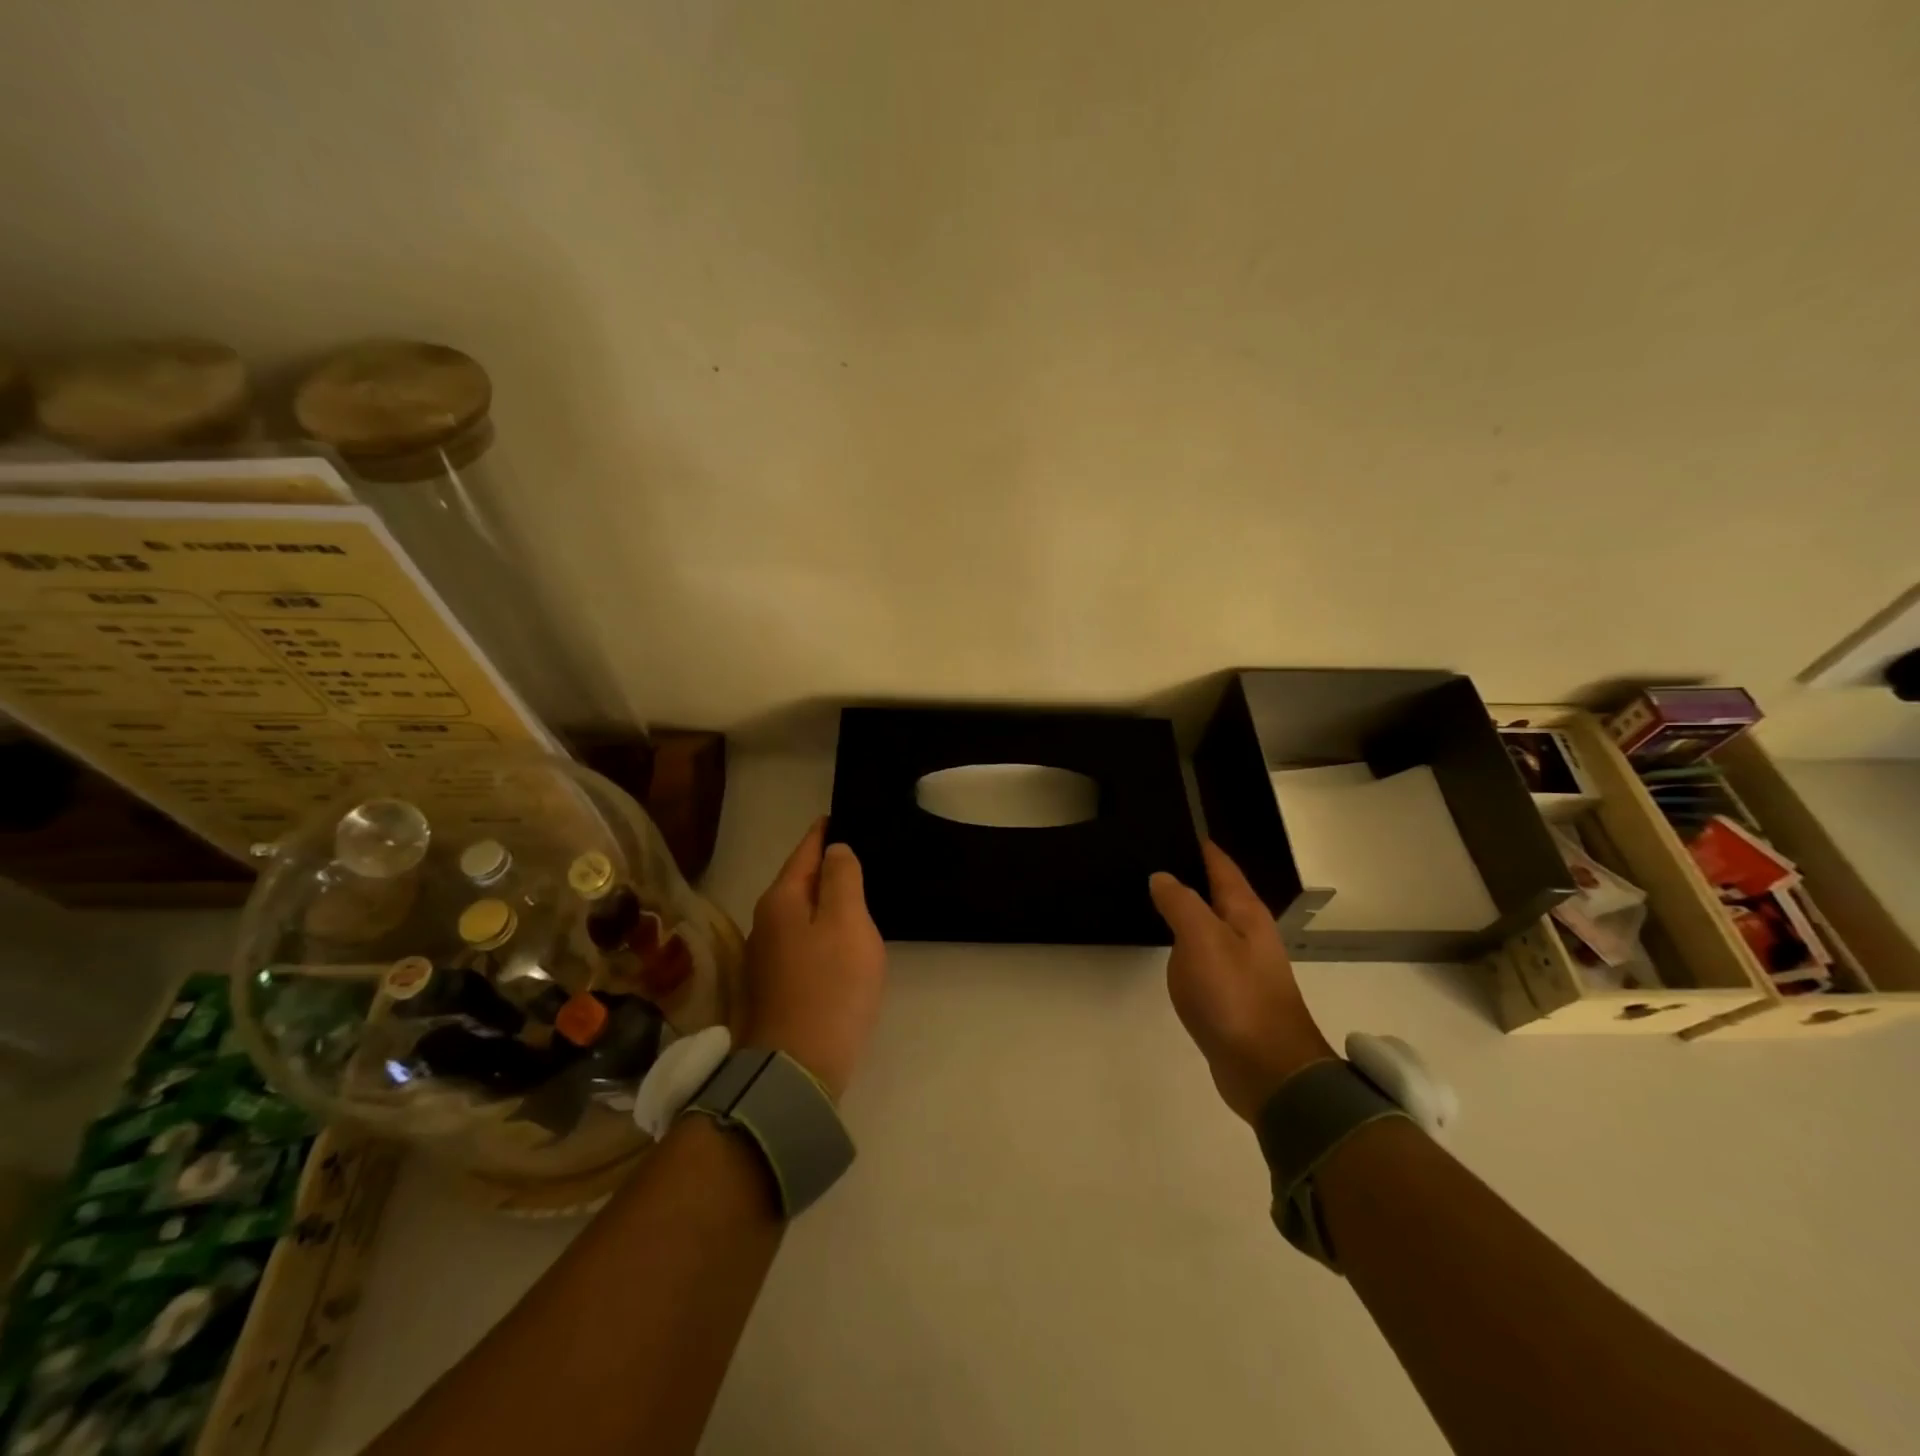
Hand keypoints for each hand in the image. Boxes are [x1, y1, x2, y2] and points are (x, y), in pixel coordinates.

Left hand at [741, 818, 886, 1101]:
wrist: (797, 1069)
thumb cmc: (830, 988)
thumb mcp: (847, 923)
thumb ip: (843, 878)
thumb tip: (835, 850)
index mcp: (781, 900)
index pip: (805, 850)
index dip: (825, 831)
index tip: (846, 813)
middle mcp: (766, 922)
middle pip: (800, 881)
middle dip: (828, 865)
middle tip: (864, 850)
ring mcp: (767, 956)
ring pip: (802, 912)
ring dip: (827, 899)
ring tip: (860, 889)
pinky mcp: (777, 985)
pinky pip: (804, 940)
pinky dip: (824, 929)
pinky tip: (844, 937)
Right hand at [1149, 842, 1334, 1121]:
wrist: (1269, 1071)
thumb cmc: (1236, 997)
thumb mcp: (1202, 939)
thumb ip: (1180, 903)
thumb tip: (1162, 877)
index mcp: (1245, 914)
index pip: (1222, 867)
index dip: (1201, 847)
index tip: (1175, 827)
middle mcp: (1248, 934)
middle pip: (1217, 893)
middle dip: (1190, 875)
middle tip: (1152, 858)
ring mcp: (1242, 966)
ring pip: (1210, 925)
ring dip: (1187, 910)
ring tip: (1154, 897)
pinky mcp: (1232, 996)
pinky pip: (1204, 956)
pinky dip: (1186, 944)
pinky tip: (1169, 948)